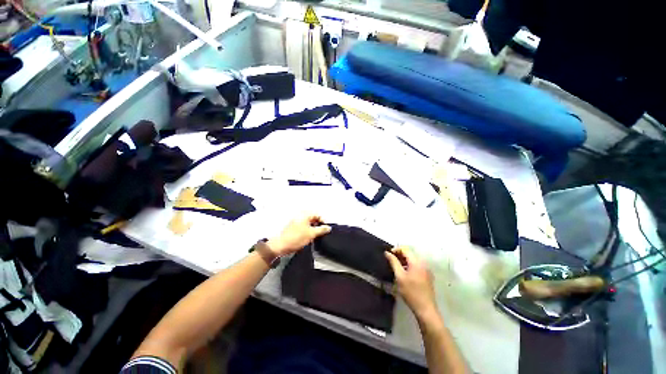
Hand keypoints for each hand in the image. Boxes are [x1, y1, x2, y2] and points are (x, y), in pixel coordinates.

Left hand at [267, 215, 331, 256]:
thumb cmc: (296, 238)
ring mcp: (296, 221)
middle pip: (313, 218)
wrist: (281, 245)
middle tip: (321, 233)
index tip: (326, 229)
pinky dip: (308, 231)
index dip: (323, 222)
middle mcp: (300, 216)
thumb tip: (328, 227)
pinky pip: (304, 227)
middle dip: (318, 225)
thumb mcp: (312, 234)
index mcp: (305, 215)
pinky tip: (308, 238)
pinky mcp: (293, 227)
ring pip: (309, 223)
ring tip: (315, 236)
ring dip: (313, 229)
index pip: (318, 215)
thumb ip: (321, 230)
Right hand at [385, 247, 437, 319]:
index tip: (388, 254)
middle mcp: (423, 263)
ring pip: (413, 260)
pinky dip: (409, 265)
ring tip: (396, 266)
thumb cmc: (411, 292)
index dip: (396, 249)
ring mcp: (426, 270)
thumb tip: (387, 253)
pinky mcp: (427, 276)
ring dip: (404, 260)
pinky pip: (417, 266)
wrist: (425, 309)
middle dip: (399, 255)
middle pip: (410, 254)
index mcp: (416, 262)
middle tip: (391, 260)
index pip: (405, 249)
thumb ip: (393, 262)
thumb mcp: (399, 276)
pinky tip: (404, 273)